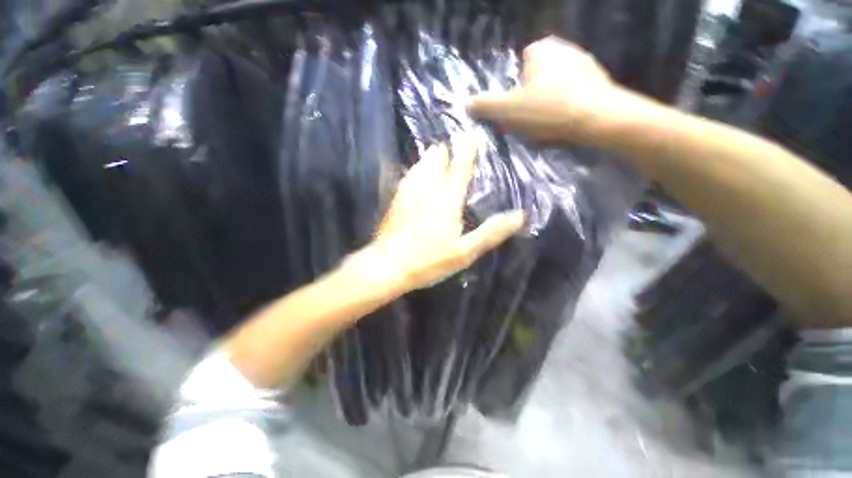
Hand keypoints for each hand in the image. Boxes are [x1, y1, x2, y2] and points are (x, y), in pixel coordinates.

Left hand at [357, 131, 524, 294]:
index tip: (473, 133)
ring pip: (420, 165)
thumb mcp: (464, 252)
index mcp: (447, 198)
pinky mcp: (395, 199)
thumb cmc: (429, 261)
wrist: (387, 266)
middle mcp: (427, 188)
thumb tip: (519, 215)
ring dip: (430, 157)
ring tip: (436, 151)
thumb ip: (491, 232)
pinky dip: (415, 169)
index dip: (468, 149)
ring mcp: (407, 192)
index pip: (461, 166)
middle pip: (436, 159)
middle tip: (454, 144)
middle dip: (446, 149)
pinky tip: (415, 172)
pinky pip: (407, 176)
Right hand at [469, 37, 641, 145]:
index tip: (517, 106)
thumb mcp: (508, 110)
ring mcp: (586, 66)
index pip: (521, 63)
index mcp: (543, 50)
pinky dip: (566, 109)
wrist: (599, 120)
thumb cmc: (549, 110)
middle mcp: (566, 50)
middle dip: (532, 96)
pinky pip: (573, 97)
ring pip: (556, 88)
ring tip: (548, 125)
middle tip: (530, 118)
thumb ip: (486, 105)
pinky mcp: (599, 84)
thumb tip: (466, 103)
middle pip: (538, 77)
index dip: (515, 87)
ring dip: (549, 104)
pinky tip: (564, 125)